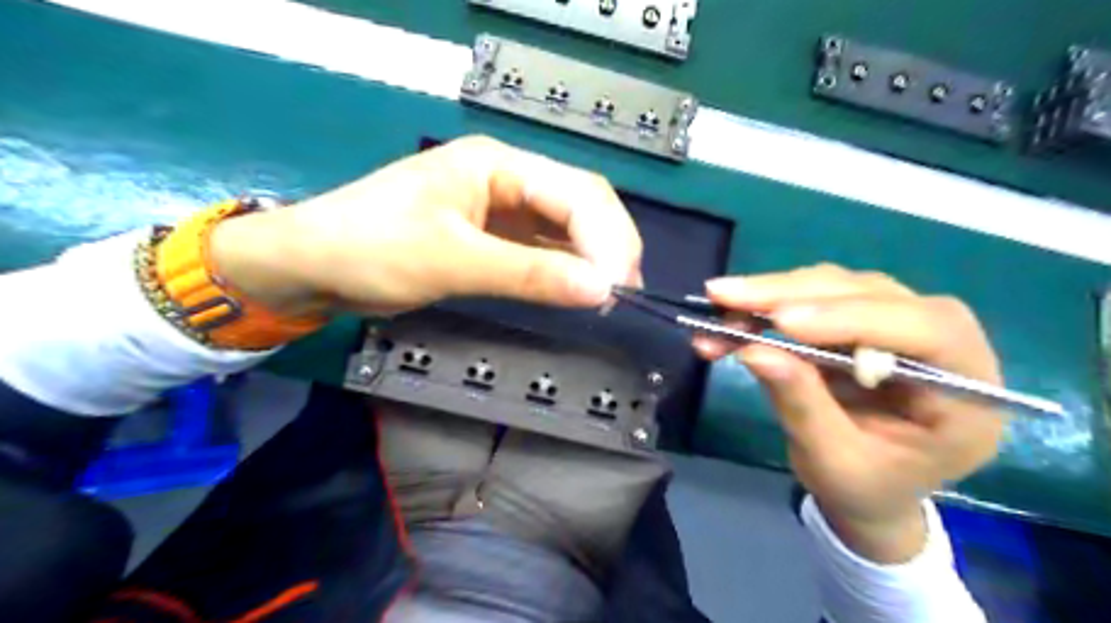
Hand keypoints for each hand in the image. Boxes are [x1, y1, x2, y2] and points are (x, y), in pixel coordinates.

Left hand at [206, 137, 642, 317]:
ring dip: (591, 260)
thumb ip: (528, 274)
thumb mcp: (452, 260)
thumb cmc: (371, 248)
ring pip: (565, 228)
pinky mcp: (493, 238)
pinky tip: (578, 291)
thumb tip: (599, 290)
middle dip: (608, 246)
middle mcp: (507, 179)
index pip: (576, 192)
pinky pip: (543, 250)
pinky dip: (564, 270)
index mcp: (498, 164)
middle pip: (579, 204)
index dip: (606, 238)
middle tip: (623, 292)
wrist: (311, 267)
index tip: (618, 286)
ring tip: (610, 296)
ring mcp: (501, 209)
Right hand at [703, 266, 1007, 561]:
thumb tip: (753, 350)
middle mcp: (943, 344)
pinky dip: (769, 305)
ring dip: (774, 293)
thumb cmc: (865, 487)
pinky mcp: (861, 321)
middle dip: (792, 293)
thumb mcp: (833, 460)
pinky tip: (732, 317)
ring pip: (838, 286)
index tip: (782, 320)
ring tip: (721, 304)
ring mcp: (899, 325)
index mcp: (968, 392)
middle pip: (872, 294)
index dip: (853, 318)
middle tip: (726, 295)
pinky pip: (815, 298)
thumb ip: (801, 404)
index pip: (927, 331)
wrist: (870, 490)